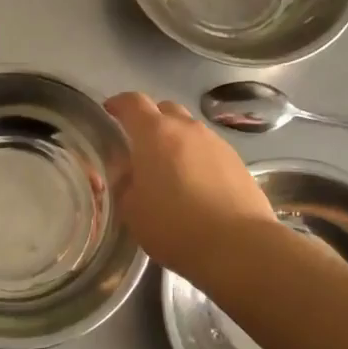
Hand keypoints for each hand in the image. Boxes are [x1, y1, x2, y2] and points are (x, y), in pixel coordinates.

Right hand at [104, 92, 278, 281]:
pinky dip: (197, 158)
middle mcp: (187, 129)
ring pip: (190, 130)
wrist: (238, 246)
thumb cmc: (174, 226)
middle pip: (165, 109)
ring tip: (170, 169)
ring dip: (176, 141)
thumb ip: (124, 184)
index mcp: (155, 133)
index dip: (119, 103)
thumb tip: (128, 172)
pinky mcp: (237, 162)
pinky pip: (209, 150)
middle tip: (140, 145)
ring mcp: (216, 143)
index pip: (133, 103)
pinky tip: (196, 185)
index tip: (110, 111)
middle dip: (150, 120)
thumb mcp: (132, 210)